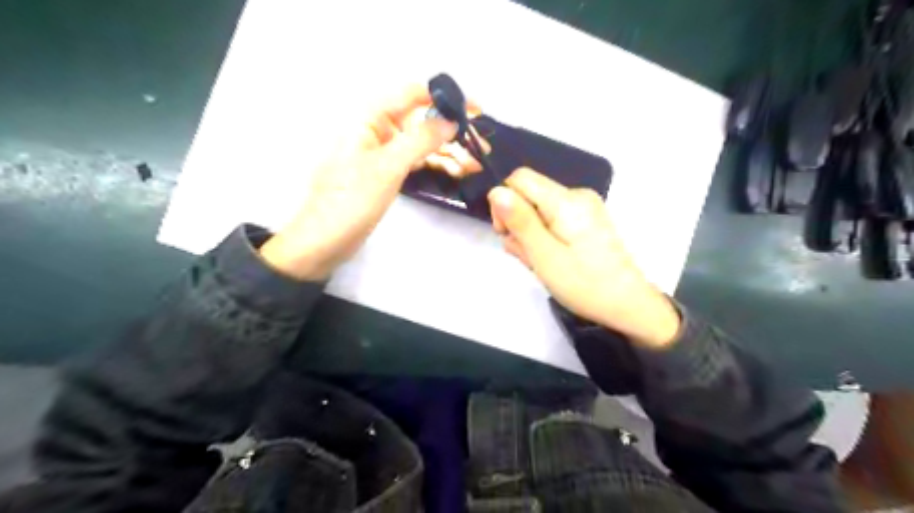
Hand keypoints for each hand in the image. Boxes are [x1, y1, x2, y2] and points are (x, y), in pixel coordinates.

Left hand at [256, 86, 471, 282]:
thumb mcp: (388, 167)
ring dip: (448, 151)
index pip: (413, 94)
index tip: (475, 111)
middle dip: (452, 131)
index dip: (445, 99)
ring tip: (475, 164)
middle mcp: (377, 130)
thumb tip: (451, 120)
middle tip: (482, 145)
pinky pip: (416, 161)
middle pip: (421, 120)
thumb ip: (421, 139)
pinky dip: (436, 164)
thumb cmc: (351, 200)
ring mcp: (383, 153)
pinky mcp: (387, 173)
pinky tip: (456, 171)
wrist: (325, 240)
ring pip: (422, 143)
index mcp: (370, 118)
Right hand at [489, 169, 680, 347]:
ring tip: (542, 263)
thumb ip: (520, 221)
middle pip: (528, 195)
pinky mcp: (586, 220)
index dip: (504, 203)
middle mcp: (576, 195)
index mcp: (566, 201)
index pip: (519, 179)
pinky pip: (553, 219)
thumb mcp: (545, 256)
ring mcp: (584, 207)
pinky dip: (545, 237)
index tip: (507, 234)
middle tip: (529, 256)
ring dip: (530, 235)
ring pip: (538, 210)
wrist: (628, 303)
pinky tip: (552, 259)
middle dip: (518, 224)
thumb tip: (495, 190)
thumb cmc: (584, 283)